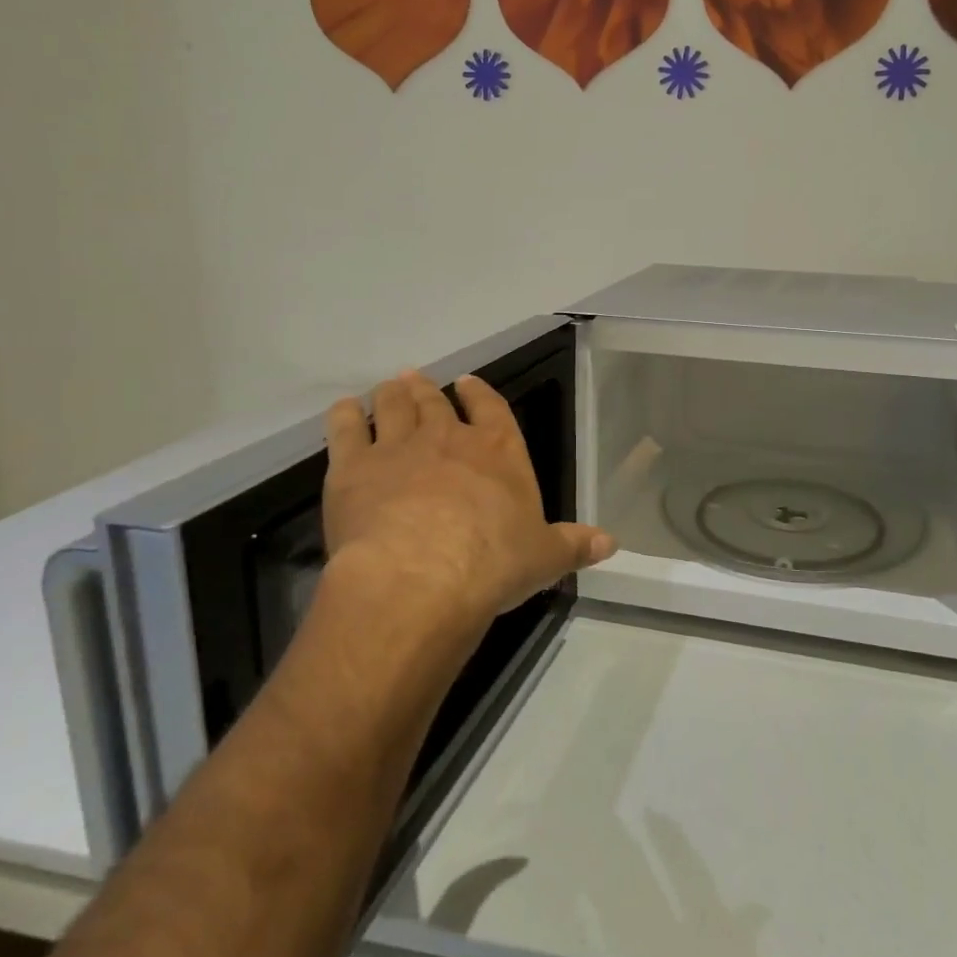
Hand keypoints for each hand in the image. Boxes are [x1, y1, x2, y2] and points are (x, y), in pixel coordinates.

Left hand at [321, 370, 615, 627]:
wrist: (420, 576)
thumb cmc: (492, 564)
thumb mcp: (544, 558)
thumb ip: (574, 545)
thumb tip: (611, 543)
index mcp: (497, 451)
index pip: (491, 408)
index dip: (478, 393)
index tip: (466, 382)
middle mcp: (447, 438)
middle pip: (434, 403)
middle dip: (427, 390)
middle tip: (417, 380)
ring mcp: (397, 447)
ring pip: (392, 406)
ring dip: (391, 394)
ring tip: (389, 388)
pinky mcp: (352, 467)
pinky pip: (345, 428)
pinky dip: (345, 415)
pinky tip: (345, 410)